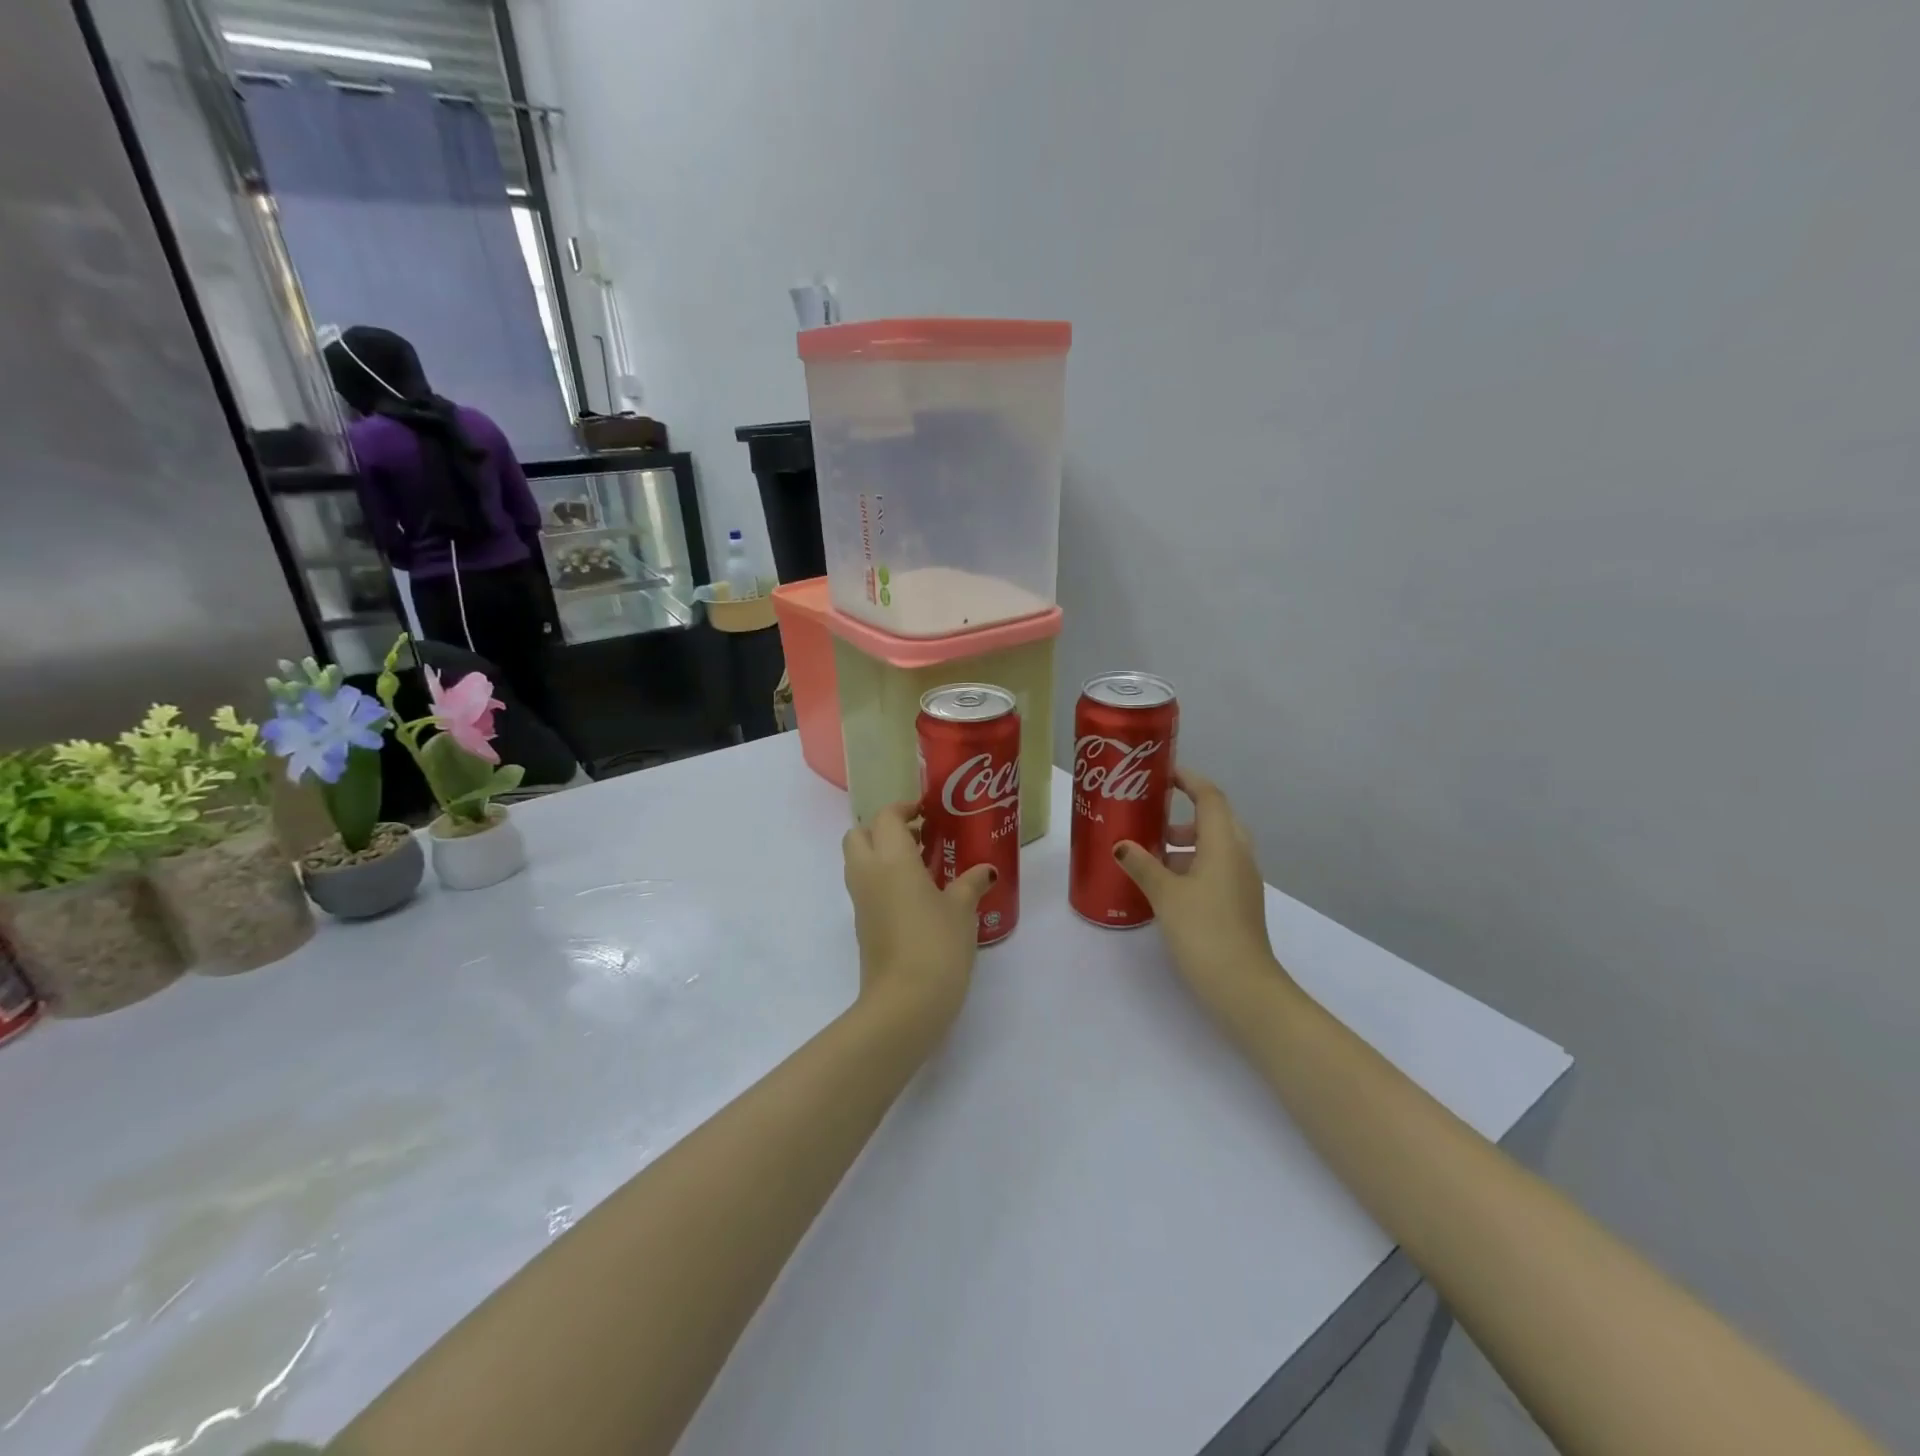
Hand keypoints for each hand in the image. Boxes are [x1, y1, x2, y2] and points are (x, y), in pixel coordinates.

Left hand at [842, 802, 994, 1028]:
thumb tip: (985, 870)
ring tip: (921, 865)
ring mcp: (860, 901)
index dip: (904, 809)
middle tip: (917, 838)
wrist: (905, 1002)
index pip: (886, 817)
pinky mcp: (862, 925)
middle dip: (882, 829)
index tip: (927, 813)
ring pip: (858, 861)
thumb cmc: (936, 944)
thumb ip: (971, 883)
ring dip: (881, 854)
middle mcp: (868, 873)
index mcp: (891, 858)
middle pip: (859, 834)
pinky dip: (882, 880)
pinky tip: (916, 895)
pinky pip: (865, 887)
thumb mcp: (962, 910)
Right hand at [1114, 768, 1297, 1021]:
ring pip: (1215, 846)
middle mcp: (1238, 856)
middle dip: (1184, 813)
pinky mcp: (1238, 902)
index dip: (1189, 780)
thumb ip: (1142, 865)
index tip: (1162, 773)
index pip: (1210, 797)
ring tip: (1150, 851)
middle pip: (1215, 819)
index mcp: (1224, 844)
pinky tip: (1165, 883)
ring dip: (1186, 842)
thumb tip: (1121, 845)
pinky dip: (1192, 864)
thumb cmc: (1204, 930)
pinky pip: (1216, 868)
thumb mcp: (1165, 894)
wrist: (1243, 987)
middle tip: (1151, 814)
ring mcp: (1242, 881)